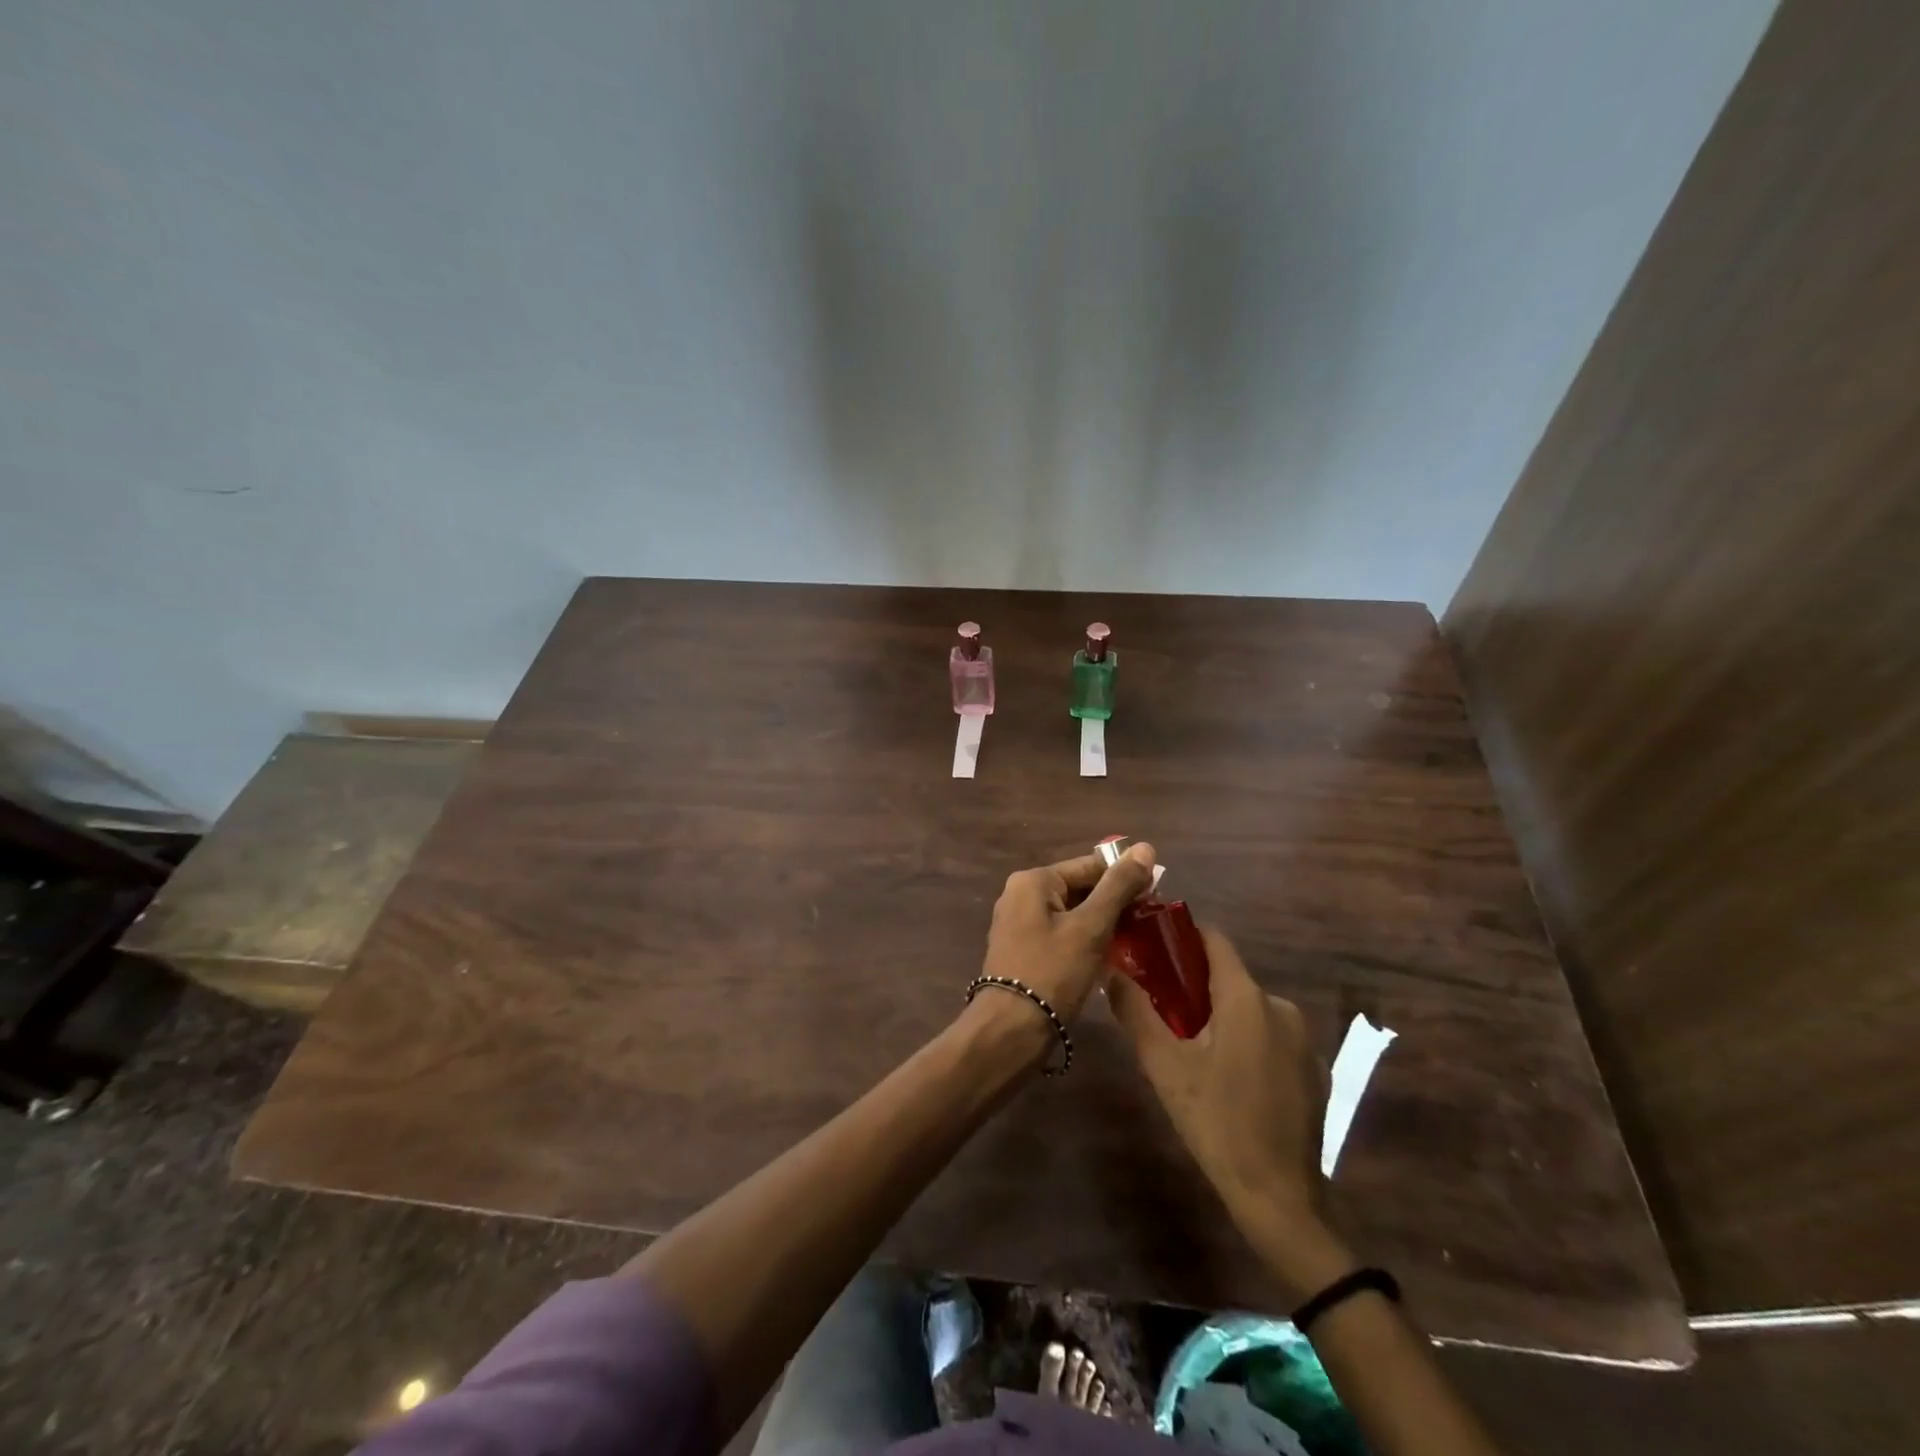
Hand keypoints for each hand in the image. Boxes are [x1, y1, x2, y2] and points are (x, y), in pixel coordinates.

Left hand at [978, 843, 1157, 1019]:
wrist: (1010, 1030)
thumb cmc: (1052, 972)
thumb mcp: (1091, 927)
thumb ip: (1118, 886)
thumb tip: (1145, 846)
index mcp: (1033, 880)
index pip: (1089, 865)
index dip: (1125, 877)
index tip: (1157, 894)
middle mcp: (1020, 894)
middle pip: (1079, 888)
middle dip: (1114, 902)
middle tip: (1149, 920)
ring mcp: (1018, 923)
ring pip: (1071, 912)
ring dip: (1102, 923)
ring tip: (1135, 938)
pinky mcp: (1023, 950)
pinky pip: (1061, 933)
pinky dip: (1084, 940)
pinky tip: (1109, 956)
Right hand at [1106, 927, 1328, 1228]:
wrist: (1279, 1197)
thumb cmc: (1216, 1122)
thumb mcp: (1164, 1066)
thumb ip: (1135, 1011)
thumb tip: (1111, 972)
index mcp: (1246, 998)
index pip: (1214, 941)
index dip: (1182, 935)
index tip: (1153, 942)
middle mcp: (1281, 1007)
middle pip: (1229, 977)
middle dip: (1194, 985)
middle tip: (1160, 1008)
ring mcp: (1303, 1039)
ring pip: (1249, 1009)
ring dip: (1220, 1016)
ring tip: (1189, 1047)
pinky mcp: (1314, 1069)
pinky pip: (1270, 1036)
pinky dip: (1246, 1040)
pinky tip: (1228, 1077)